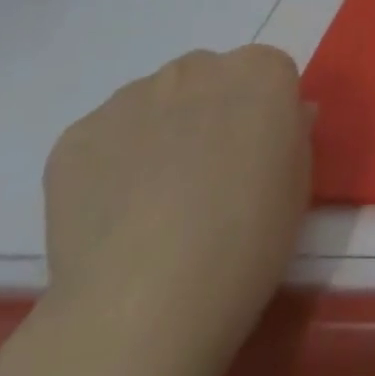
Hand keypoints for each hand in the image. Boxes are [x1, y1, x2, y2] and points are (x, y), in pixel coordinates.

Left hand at [41, 45, 311, 375]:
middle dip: (210, 113)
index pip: (268, 73)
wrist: (144, 308)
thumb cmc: (247, 242)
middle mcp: (197, 67)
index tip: (258, 156)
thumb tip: (281, 118)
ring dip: (160, 133)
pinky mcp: (76, 136)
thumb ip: (291, 134)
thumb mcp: (298, 186)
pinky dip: (111, 164)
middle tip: (207, 177)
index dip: (264, 114)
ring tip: (154, 204)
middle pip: (208, 78)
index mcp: (261, 72)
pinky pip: (104, 138)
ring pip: (154, 103)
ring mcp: (130, 97)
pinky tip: (115, 217)